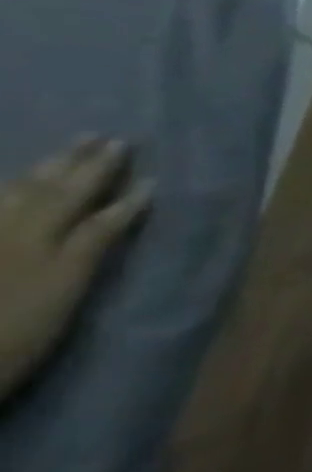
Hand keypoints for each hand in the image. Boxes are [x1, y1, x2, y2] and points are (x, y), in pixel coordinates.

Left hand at [0, 138, 151, 399]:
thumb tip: (138, 193)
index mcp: (42, 238)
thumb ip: (97, 237)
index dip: (113, 180)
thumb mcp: (65, 286)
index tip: (136, 158)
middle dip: (75, 165)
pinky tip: (6, 188)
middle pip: (44, 192)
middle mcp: (10, 232)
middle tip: (99, 138)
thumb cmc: (15, 334)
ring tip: (60, 156)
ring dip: (37, 174)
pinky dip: (0, 196)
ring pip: (7, 198)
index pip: (86, 200)